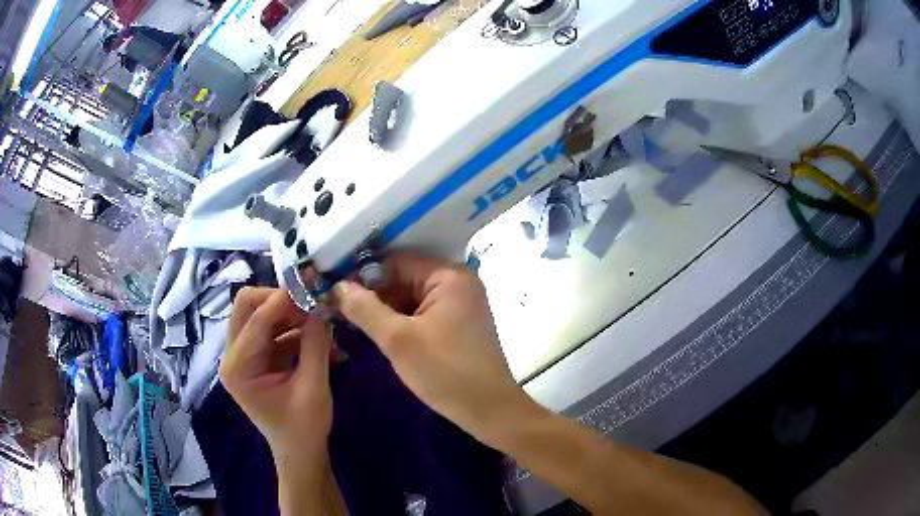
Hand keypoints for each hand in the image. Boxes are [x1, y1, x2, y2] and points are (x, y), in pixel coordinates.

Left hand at [220, 287, 332, 459]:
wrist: (300, 453)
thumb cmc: (304, 429)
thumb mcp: (314, 387)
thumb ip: (316, 343)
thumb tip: (322, 303)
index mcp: (238, 367)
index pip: (256, 318)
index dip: (284, 298)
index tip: (313, 283)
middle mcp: (232, 356)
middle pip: (248, 306)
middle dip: (281, 300)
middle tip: (313, 303)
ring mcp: (242, 356)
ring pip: (261, 315)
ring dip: (291, 314)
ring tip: (323, 322)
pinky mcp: (255, 358)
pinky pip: (272, 331)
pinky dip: (294, 330)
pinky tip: (321, 340)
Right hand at [334, 253, 541, 445]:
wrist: (488, 410)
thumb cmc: (445, 372)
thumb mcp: (398, 340)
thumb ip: (365, 308)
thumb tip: (338, 285)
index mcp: (449, 276)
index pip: (397, 262)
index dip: (364, 275)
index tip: (335, 291)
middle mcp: (458, 282)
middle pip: (405, 278)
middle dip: (373, 294)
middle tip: (338, 308)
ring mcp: (460, 303)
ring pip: (412, 297)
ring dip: (385, 309)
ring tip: (352, 321)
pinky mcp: (459, 323)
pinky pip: (423, 312)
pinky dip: (401, 320)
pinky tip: (378, 332)